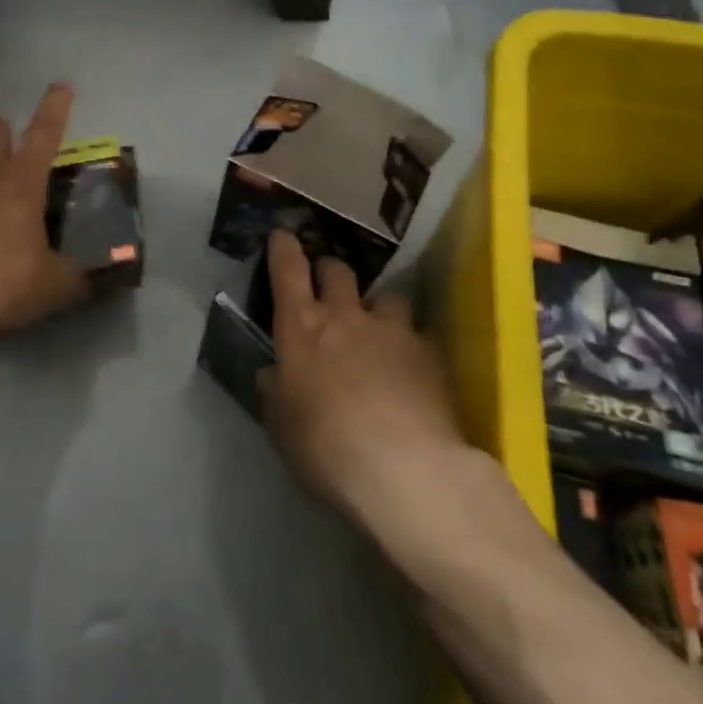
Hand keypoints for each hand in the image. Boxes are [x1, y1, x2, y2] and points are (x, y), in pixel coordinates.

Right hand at [259, 230, 468, 524]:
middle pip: (338, 270)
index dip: (284, 247)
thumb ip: (276, 393)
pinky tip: (413, 368)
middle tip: (328, 286)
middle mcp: (346, 316)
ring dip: (379, 307)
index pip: (288, 270)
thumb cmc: (324, 447)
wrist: (402, 469)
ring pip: (387, 296)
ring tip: (381, 329)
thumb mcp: (282, 426)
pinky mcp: (430, 351)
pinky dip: (411, 343)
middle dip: (330, 271)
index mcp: (301, 328)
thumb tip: (272, 374)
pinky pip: (418, 333)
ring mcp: (392, 330)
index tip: (283, 234)